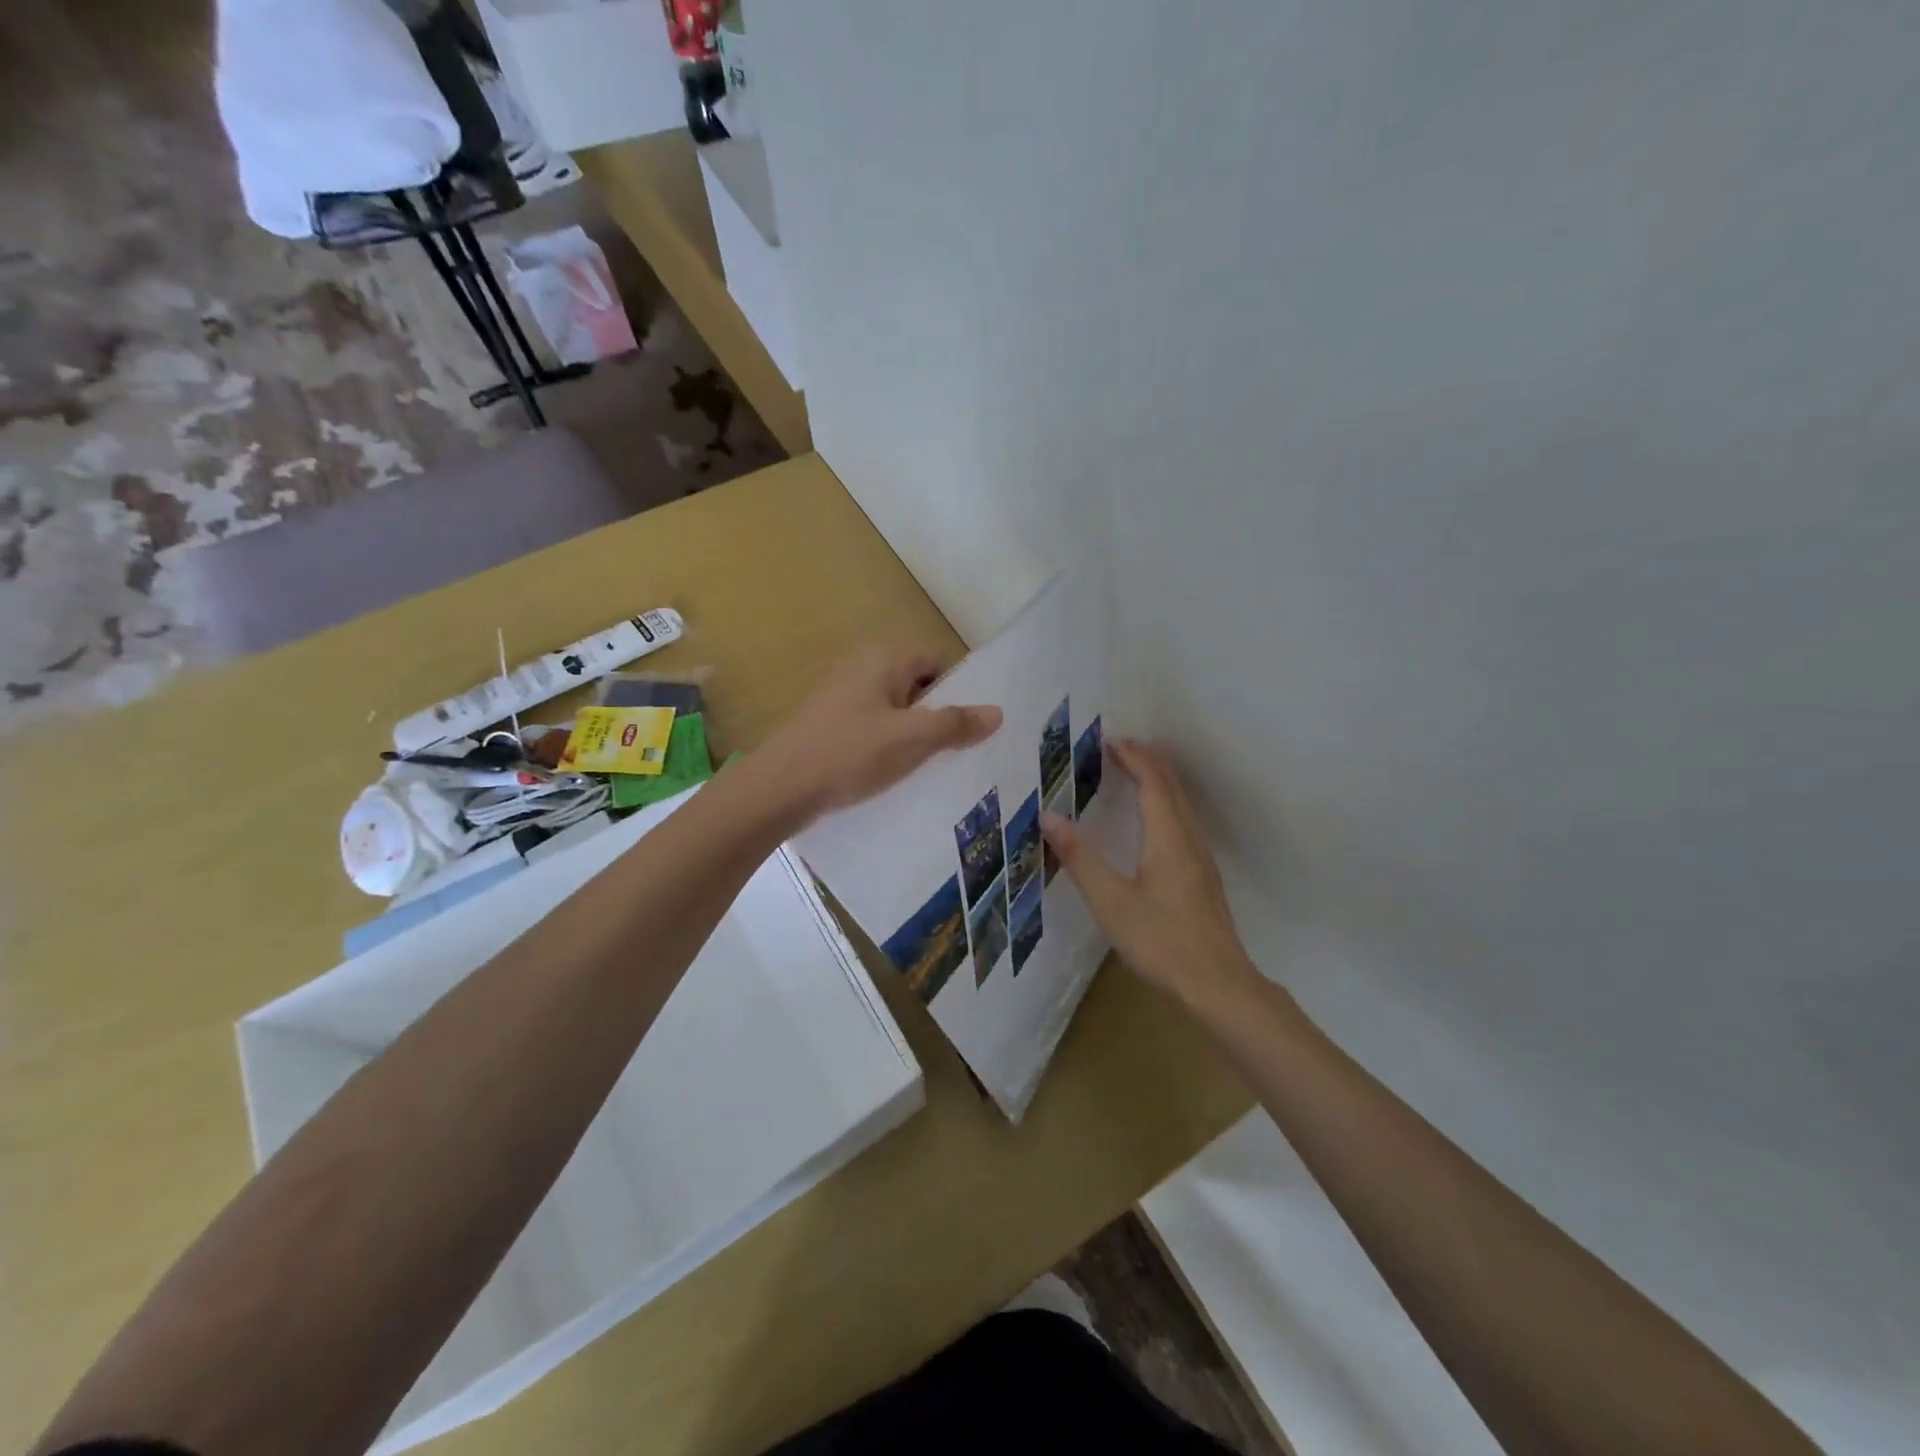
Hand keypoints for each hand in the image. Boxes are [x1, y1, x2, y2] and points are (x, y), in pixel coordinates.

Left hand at [762, 644, 1001, 818]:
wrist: (779, 789)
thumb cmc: (849, 754)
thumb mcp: (911, 739)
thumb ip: (955, 725)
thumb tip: (997, 713)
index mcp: (884, 660)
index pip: (938, 662)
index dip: (961, 690)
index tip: (978, 724)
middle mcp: (863, 669)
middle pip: (919, 687)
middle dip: (941, 716)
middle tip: (966, 750)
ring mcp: (844, 698)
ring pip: (897, 712)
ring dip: (917, 735)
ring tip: (939, 767)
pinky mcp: (832, 726)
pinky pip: (875, 730)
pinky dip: (891, 747)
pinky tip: (901, 775)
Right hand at [1041, 738, 1258, 1008]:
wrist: (1218, 985)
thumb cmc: (1161, 941)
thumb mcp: (1111, 902)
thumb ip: (1080, 858)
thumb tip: (1049, 816)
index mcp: (1168, 837)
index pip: (1153, 782)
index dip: (1134, 757)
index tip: (1110, 741)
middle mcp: (1189, 839)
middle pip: (1172, 786)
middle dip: (1147, 760)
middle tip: (1118, 748)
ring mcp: (1201, 858)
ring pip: (1183, 803)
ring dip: (1159, 780)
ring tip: (1134, 772)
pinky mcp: (1204, 876)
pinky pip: (1185, 820)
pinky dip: (1166, 801)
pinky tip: (1155, 819)